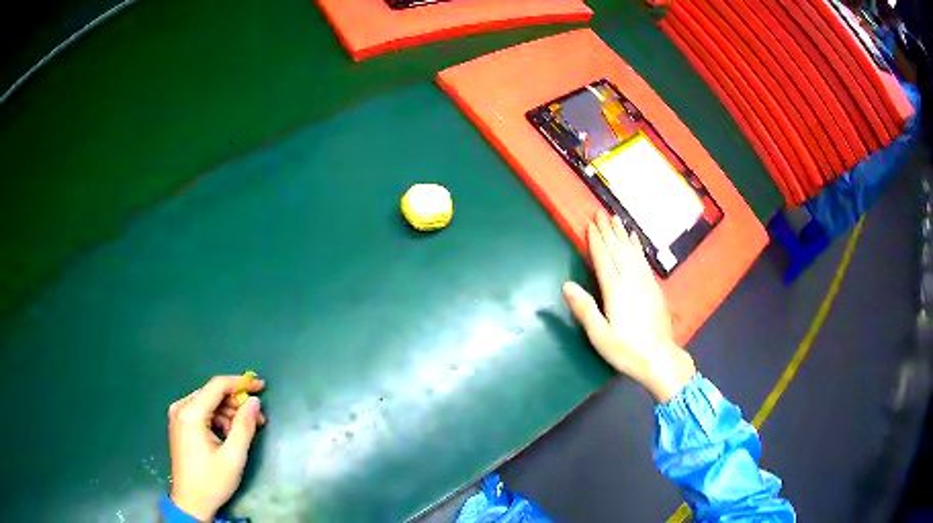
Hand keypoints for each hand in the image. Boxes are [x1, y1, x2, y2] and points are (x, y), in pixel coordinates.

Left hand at [168, 375, 266, 520]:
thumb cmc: (212, 481)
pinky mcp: (180, 425)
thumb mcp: (233, 456)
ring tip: (247, 429)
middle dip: (237, 403)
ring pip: (208, 403)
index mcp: (191, 413)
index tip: (262, 386)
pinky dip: (218, 419)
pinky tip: (229, 434)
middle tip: (259, 418)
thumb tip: (254, 401)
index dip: (241, 383)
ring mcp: (178, 416)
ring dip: (229, 413)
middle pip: (212, 394)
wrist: (191, 502)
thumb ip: (244, 426)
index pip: (217, 385)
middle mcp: (181, 408)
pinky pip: (202, 412)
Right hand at [563, 211, 696, 402]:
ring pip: (631, 252)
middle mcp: (631, 280)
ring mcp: (645, 282)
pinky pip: (643, 260)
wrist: (659, 358)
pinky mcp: (654, 288)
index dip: (596, 240)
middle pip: (618, 250)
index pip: (603, 258)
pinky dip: (638, 247)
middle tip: (601, 211)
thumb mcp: (599, 335)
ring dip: (623, 234)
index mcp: (615, 290)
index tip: (590, 223)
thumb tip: (566, 285)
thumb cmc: (626, 350)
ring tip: (616, 218)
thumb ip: (584, 309)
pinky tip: (635, 240)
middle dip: (608, 230)